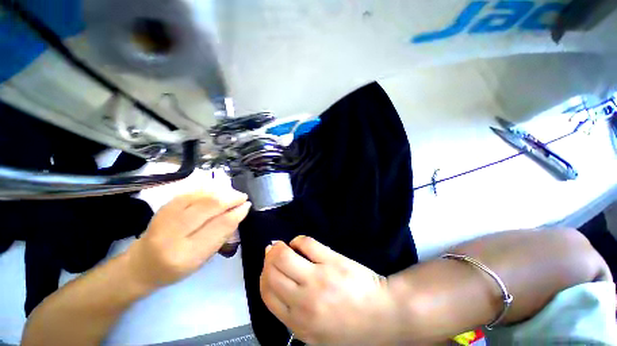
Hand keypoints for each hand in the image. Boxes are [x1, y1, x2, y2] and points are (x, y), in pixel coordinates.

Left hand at [125, 188, 250, 289]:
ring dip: (222, 192)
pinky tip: (218, 191)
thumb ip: (222, 235)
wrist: (142, 263)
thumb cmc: (176, 267)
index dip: (236, 213)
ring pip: (202, 195)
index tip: (247, 205)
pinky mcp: (164, 205)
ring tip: (233, 194)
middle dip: (231, 198)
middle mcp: (173, 232)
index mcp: (186, 254)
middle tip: (243, 197)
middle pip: (210, 206)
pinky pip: (192, 191)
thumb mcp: (203, 259)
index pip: (219, 226)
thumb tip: (239, 212)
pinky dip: (209, 189)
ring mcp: (166, 215)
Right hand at [260, 236, 399, 344]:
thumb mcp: (317, 334)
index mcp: (298, 324)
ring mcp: (318, 278)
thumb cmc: (350, 327)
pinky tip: (300, 244)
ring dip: (279, 247)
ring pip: (284, 256)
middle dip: (269, 258)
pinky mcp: (331, 260)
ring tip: (282, 246)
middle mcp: (303, 301)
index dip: (263, 276)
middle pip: (272, 272)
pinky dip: (298, 240)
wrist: (383, 316)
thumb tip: (278, 283)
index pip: (267, 294)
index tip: (266, 267)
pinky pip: (305, 243)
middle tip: (273, 252)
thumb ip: (294, 314)